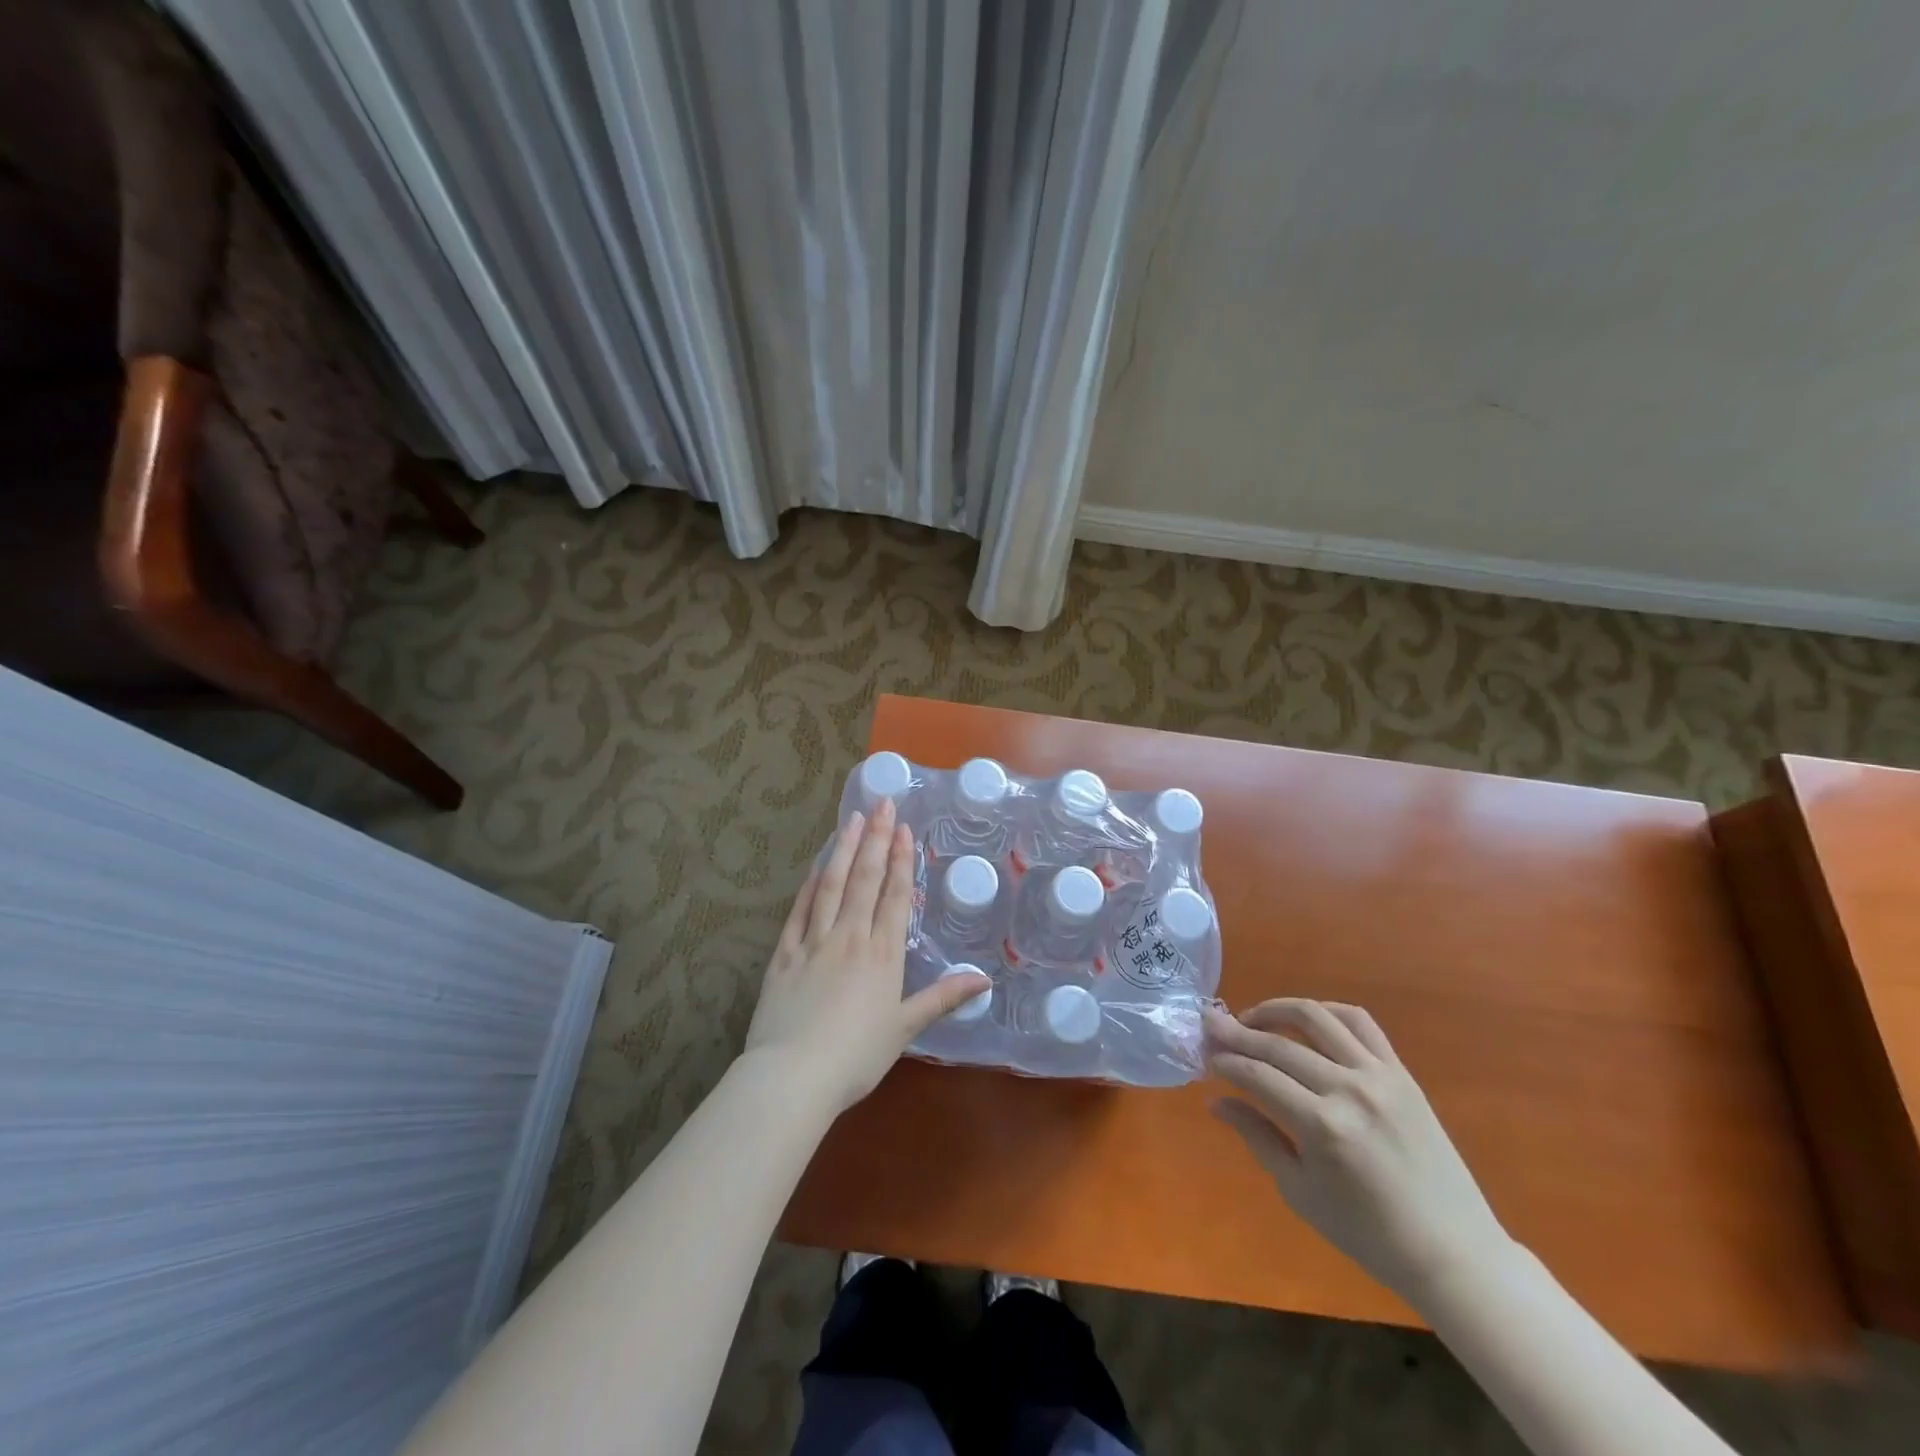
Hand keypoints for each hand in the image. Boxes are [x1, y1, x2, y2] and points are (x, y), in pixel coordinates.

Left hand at [745, 798, 988, 1113]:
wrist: (794, 1075)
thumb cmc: (856, 1056)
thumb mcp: (905, 1029)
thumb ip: (942, 998)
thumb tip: (984, 980)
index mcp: (882, 955)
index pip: (895, 896)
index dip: (901, 860)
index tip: (904, 829)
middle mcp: (850, 937)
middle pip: (866, 879)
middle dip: (876, 839)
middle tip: (882, 804)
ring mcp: (814, 941)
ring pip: (832, 885)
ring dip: (844, 849)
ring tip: (852, 819)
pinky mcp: (784, 953)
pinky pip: (799, 910)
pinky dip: (810, 884)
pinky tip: (817, 865)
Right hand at [1204, 999, 1512, 1306]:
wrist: (1452, 1251)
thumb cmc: (1367, 1234)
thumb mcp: (1299, 1191)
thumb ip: (1256, 1137)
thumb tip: (1216, 1101)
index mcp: (1322, 1127)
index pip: (1257, 1075)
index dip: (1225, 1061)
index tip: (1204, 1055)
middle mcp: (1349, 1090)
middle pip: (1278, 1044)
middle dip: (1237, 1032)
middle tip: (1211, 1025)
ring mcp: (1379, 1076)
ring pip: (1316, 1017)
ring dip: (1276, 1009)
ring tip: (1252, 1018)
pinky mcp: (1401, 1073)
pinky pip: (1360, 1022)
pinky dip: (1326, 1011)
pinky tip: (1305, 1019)